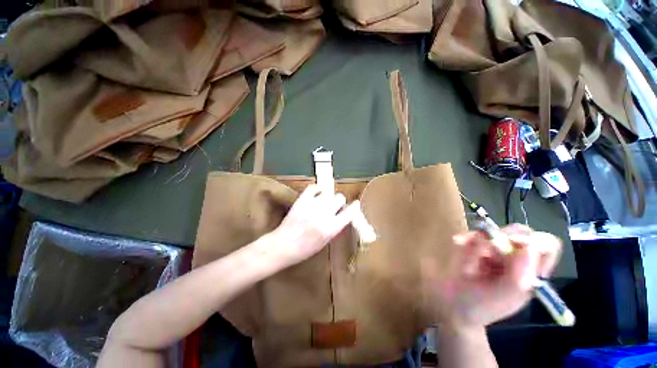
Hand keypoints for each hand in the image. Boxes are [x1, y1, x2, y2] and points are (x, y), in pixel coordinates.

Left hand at [269, 185, 359, 266]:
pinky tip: (317, 194)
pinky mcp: (302, 200)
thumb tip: (342, 215)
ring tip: (323, 202)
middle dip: (339, 202)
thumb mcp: (325, 242)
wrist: (283, 246)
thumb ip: (335, 227)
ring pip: (328, 193)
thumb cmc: (305, 249)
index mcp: (332, 228)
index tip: (354, 205)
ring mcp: (312, 206)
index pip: (350, 212)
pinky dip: (317, 189)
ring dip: (328, 197)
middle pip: (340, 198)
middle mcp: (324, 215)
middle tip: (334, 206)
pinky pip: (313, 187)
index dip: (354, 207)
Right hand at [422, 225, 561, 327]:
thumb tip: (528, 245)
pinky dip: (466, 238)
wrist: (454, 305)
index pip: (545, 245)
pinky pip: (473, 235)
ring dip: (480, 240)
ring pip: (494, 231)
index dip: (533, 240)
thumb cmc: (482, 305)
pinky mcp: (475, 247)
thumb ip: (520, 273)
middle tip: (488, 248)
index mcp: (530, 272)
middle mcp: (515, 259)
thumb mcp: (506, 295)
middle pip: (520, 232)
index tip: (512, 242)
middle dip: (504, 236)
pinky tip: (459, 243)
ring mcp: (493, 251)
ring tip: (468, 254)